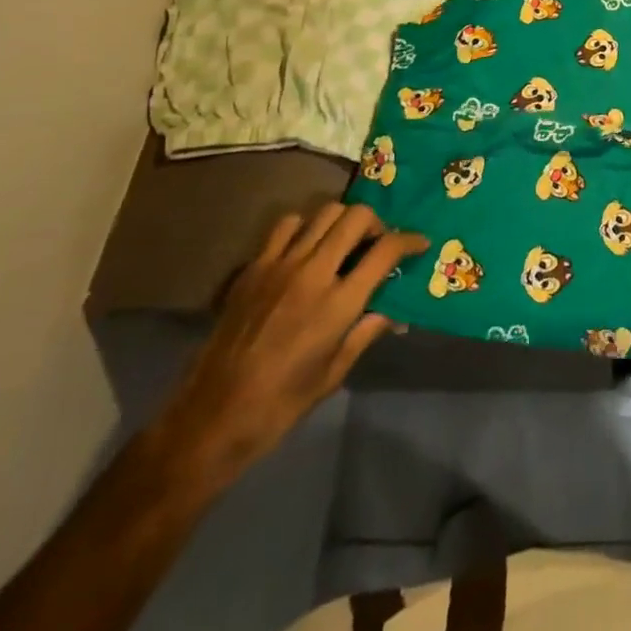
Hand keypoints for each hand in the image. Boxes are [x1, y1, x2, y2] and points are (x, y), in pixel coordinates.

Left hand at [153, 203, 427, 486]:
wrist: (211, 417)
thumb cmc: (281, 404)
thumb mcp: (334, 373)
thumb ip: (366, 332)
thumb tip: (393, 312)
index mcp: (338, 303)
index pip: (386, 250)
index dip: (410, 240)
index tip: (419, 244)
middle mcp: (313, 273)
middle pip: (357, 217)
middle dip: (377, 223)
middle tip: (378, 242)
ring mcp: (280, 265)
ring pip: (324, 212)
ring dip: (343, 221)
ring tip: (344, 242)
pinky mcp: (254, 267)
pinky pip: (286, 225)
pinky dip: (305, 226)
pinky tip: (305, 248)